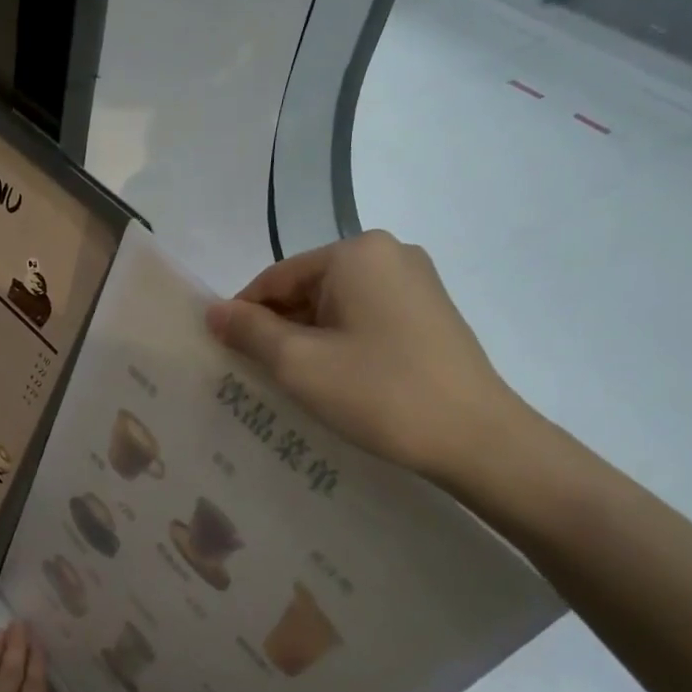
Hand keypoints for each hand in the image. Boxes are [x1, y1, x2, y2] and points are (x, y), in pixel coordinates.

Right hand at [206, 230, 531, 485]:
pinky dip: (340, 343)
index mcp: (356, 253)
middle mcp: (388, 253)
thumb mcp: (299, 363)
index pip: (275, 279)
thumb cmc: (379, 393)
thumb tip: (212, 311)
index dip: (244, 316)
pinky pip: (365, 318)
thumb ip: (248, 331)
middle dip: (278, 330)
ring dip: (308, 340)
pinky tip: (336, 380)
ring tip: (296, 384)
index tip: (227, 356)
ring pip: (335, 306)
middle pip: (306, 289)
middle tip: (259, 376)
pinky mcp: (430, 312)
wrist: (478, 439)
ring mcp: (416, 281)